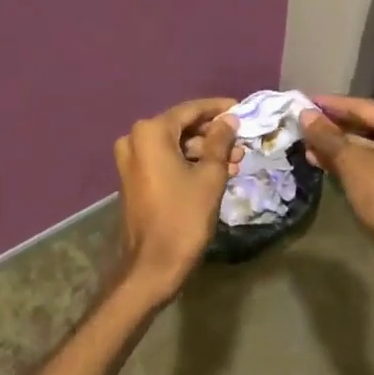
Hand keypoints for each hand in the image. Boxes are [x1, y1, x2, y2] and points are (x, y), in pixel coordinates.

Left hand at [114, 98, 239, 303]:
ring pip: (175, 146)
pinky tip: (216, 172)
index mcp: (151, 132)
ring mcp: (131, 160)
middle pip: (181, 127)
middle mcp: (135, 140)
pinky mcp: (134, 179)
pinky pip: (165, 161)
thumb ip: (220, 142)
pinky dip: (189, 163)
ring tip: (236, 160)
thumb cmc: (184, 216)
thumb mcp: (210, 176)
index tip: (241, 108)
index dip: (218, 109)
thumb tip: (229, 120)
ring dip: (204, 151)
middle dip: (213, 134)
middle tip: (241, 141)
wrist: (152, 265)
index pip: (190, 110)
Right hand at [300, 95, 373, 274]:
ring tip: (308, 147)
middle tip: (305, 125)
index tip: (306, 101)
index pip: (366, 107)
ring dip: (341, 148)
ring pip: (373, 148)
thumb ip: (326, 135)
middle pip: (370, 127)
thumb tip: (304, 114)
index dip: (332, 105)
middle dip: (335, 129)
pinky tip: (326, 164)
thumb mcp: (350, 161)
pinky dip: (355, 163)